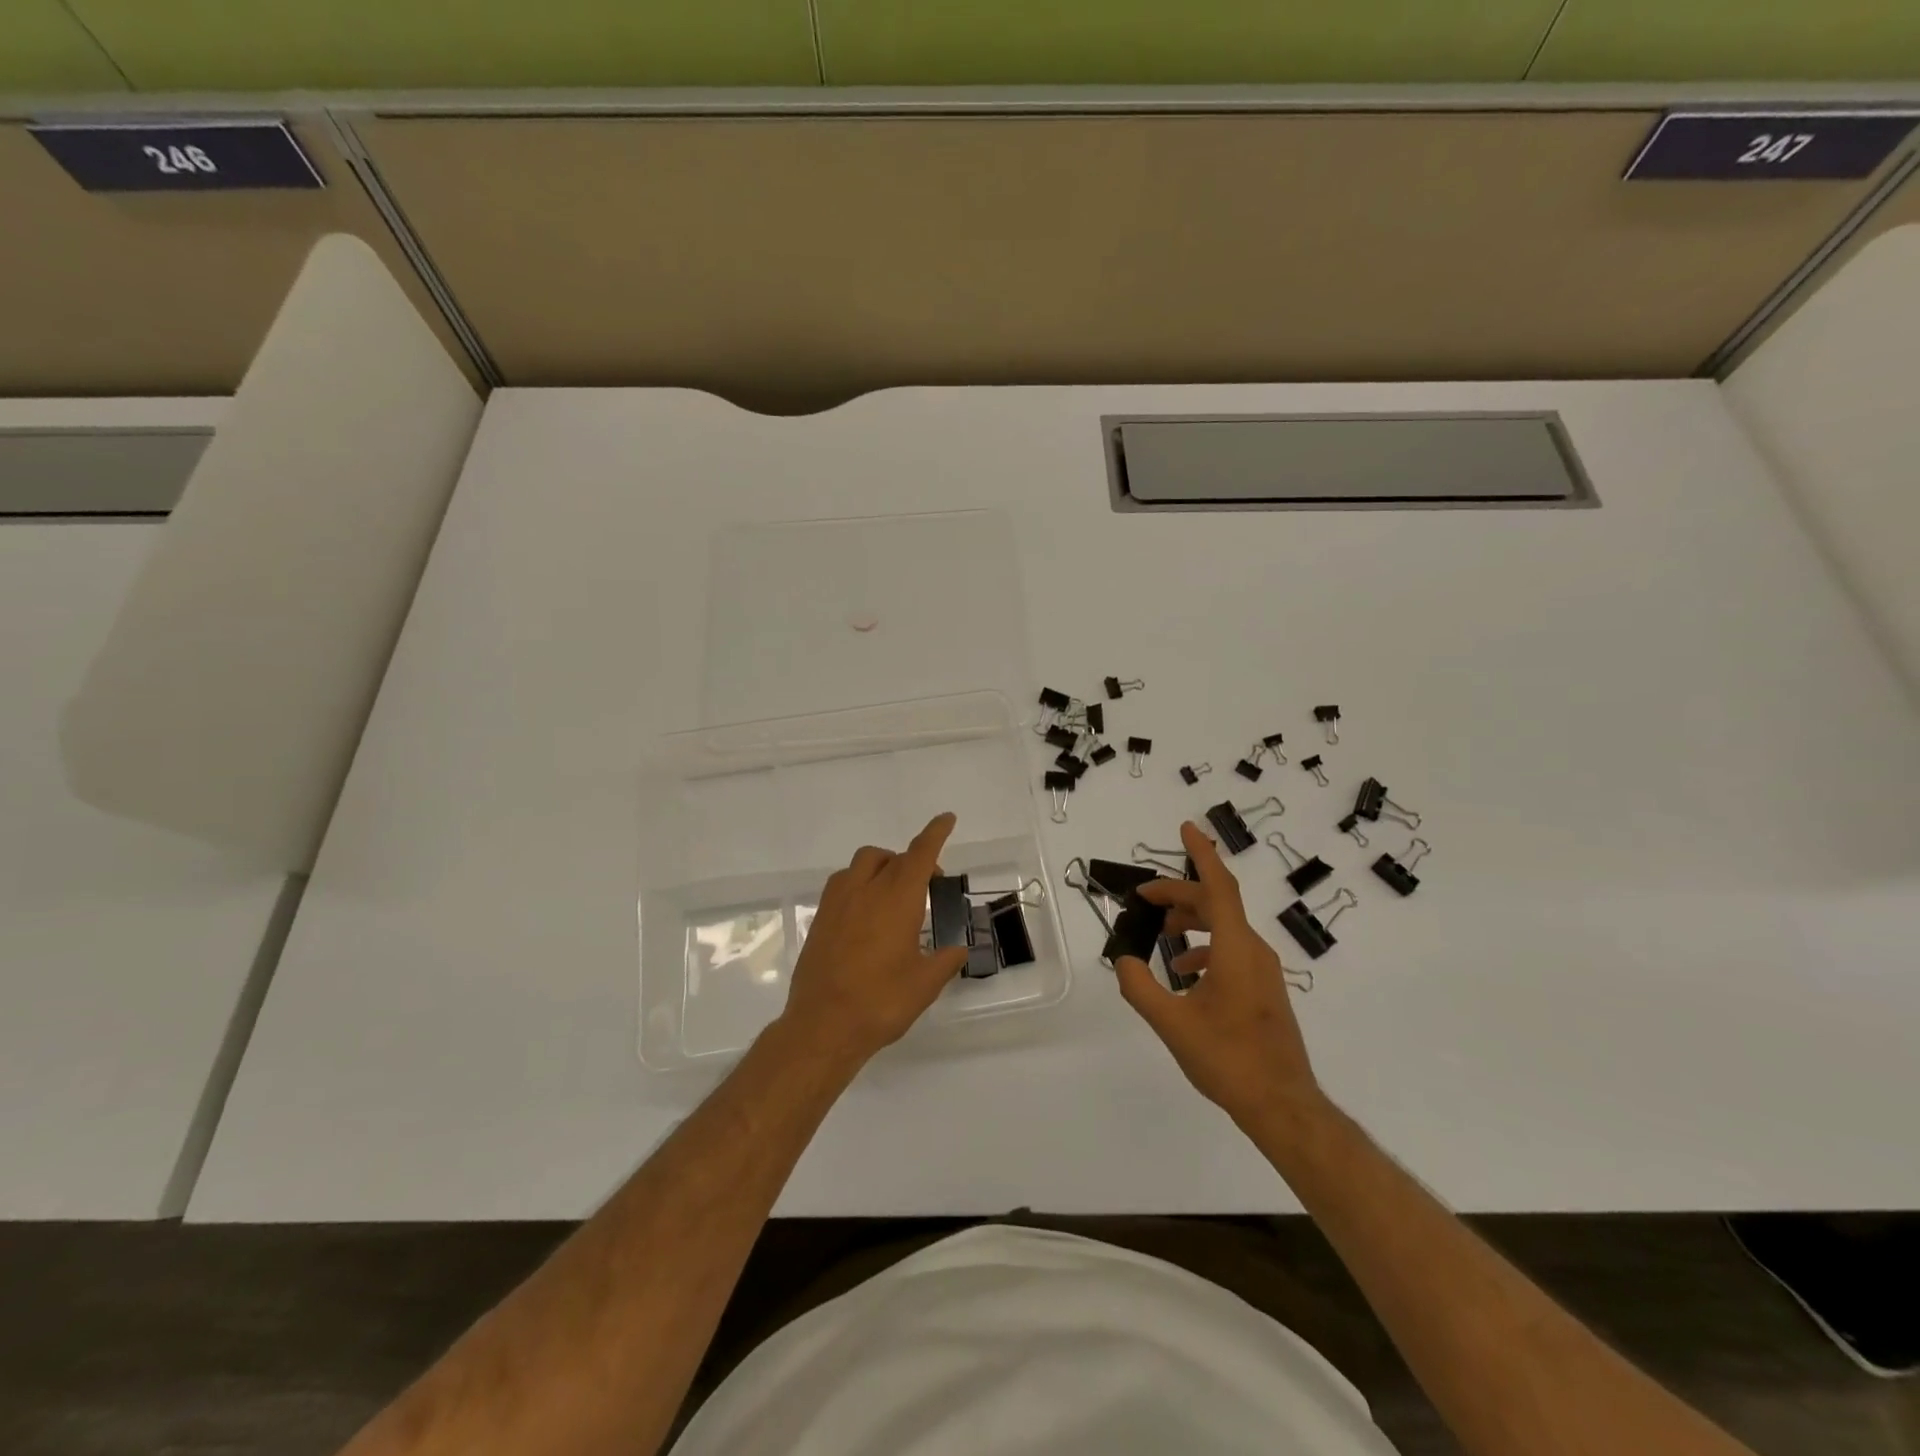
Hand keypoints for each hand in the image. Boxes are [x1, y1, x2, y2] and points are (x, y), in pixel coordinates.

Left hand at [778, 813, 968, 1067]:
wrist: (822, 1026)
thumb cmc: (881, 1002)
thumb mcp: (925, 984)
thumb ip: (945, 961)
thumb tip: (957, 950)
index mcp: (897, 899)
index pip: (920, 854)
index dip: (935, 833)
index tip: (946, 818)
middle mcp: (866, 890)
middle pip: (891, 857)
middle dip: (912, 861)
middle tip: (929, 884)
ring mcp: (838, 903)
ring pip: (862, 864)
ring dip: (882, 867)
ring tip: (894, 893)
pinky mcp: (820, 919)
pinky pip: (843, 884)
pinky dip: (860, 884)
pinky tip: (867, 914)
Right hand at [1114, 821, 1326, 1129]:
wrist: (1282, 1104)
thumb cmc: (1227, 1058)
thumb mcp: (1171, 1023)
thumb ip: (1141, 987)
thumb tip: (1124, 960)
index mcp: (1236, 949)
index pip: (1217, 887)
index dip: (1201, 854)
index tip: (1187, 827)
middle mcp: (1254, 950)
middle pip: (1216, 904)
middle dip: (1179, 894)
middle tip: (1144, 897)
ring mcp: (1263, 970)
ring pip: (1225, 927)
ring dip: (1192, 921)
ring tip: (1161, 930)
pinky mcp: (1265, 988)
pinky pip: (1233, 950)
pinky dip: (1205, 947)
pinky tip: (1184, 972)